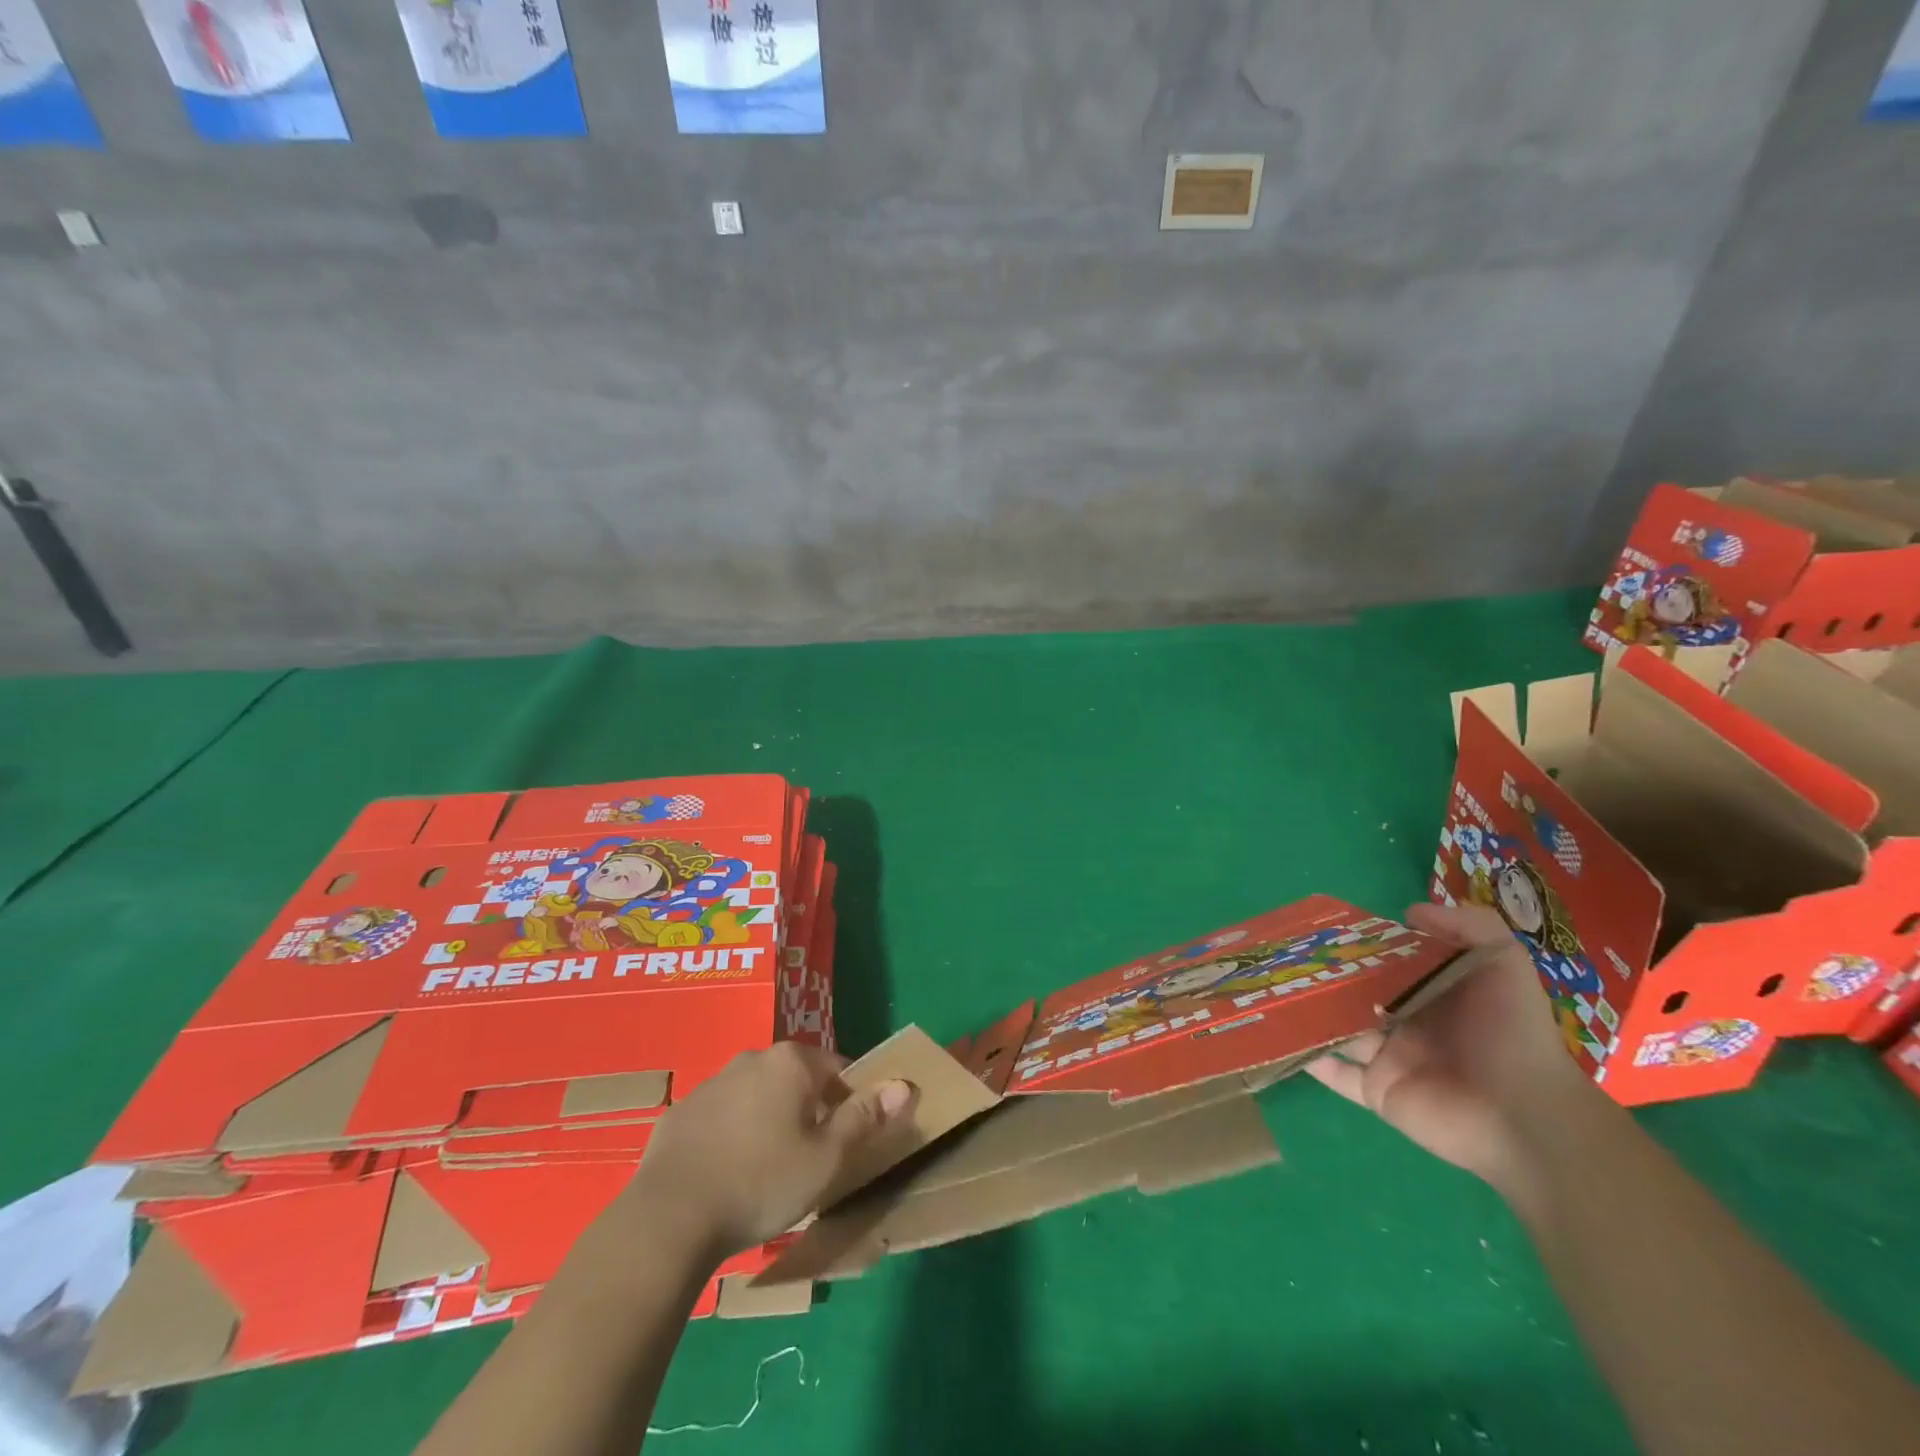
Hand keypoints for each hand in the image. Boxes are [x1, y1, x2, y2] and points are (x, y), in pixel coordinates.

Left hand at [619, 1042, 915, 1262]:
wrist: (669, 1218)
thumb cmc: (762, 1182)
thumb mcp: (827, 1159)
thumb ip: (866, 1118)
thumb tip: (904, 1085)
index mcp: (792, 1062)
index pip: (839, 1069)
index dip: (850, 1102)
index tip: (847, 1141)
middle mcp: (752, 1058)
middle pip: (797, 1079)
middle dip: (808, 1111)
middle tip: (809, 1160)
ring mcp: (711, 1082)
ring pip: (757, 1096)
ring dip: (769, 1121)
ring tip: (767, 1172)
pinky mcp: (680, 1112)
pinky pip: (721, 1117)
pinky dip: (732, 1136)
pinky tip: (727, 1176)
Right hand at [1306, 901, 1596, 1187]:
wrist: (1523, 1117)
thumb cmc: (1511, 1034)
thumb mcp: (1504, 965)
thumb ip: (1469, 926)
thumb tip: (1408, 912)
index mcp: (1434, 992)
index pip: (1390, 962)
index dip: (1362, 945)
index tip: (1325, 928)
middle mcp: (1408, 1021)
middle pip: (1358, 994)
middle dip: (1326, 977)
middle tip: (1286, 956)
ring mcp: (1389, 1057)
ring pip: (1339, 1029)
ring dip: (1311, 1012)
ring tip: (1271, 988)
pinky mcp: (1376, 1090)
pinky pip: (1335, 1073)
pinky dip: (1309, 1058)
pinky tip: (1279, 1035)